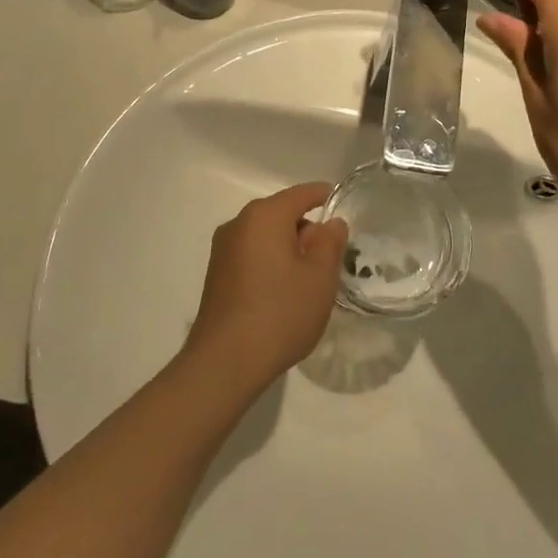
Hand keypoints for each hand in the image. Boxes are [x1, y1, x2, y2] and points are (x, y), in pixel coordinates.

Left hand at [185, 183, 348, 395]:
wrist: (224, 363)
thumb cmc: (280, 313)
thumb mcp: (319, 278)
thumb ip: (329, 243)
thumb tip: (331, 223)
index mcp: (265, 216)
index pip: (301, 194)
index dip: (323, 196)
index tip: (340, 204)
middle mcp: (239, 224)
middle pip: (281, 214)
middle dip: (307, 228)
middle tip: (332, 255)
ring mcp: (223, 250)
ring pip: (266, 236)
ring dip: (288, 248)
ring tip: (310, 278)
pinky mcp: (217, 275)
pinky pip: (252, 255)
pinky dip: (271, 263)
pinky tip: (283, 292)